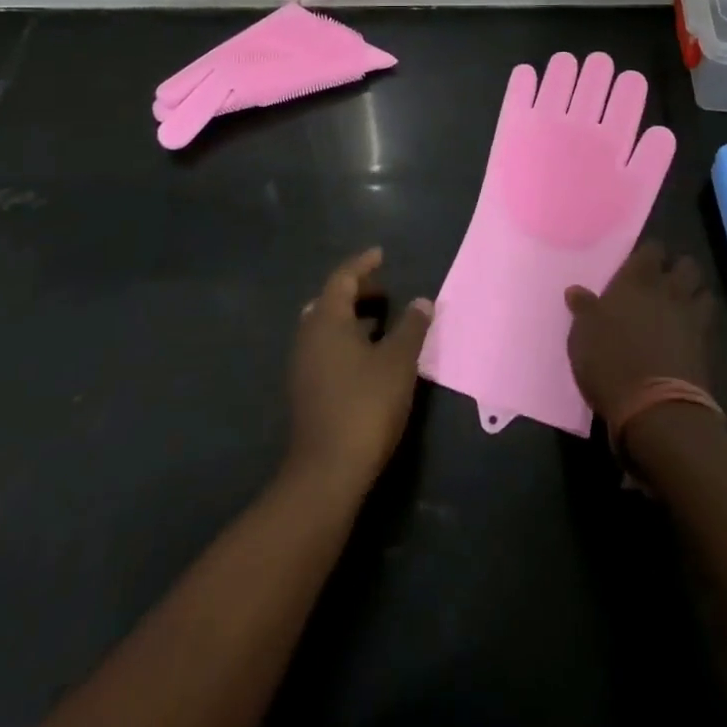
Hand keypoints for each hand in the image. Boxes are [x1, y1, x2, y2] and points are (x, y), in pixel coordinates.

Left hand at [287, 248, 432, 498]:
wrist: (328, 471)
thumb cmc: (365, 404)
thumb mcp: (399, 361)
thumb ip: (412, 327)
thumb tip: (422, 302)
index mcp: (326, 321)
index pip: (342, 279)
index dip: (362, 265)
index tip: (381, 255)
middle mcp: (308, 337)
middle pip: (330, 301)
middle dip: (357, 293)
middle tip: (385, 292)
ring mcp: (303, 366)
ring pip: (326, 328)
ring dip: (352, 319)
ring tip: (382, 323)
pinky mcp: (306, 391)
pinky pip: (325, 350)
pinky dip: (346, 341)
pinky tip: (369, 358)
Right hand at [564, 240, 714, 420]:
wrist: (654, 407)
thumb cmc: (610, 361)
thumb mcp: (583, 334)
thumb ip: (584, 309)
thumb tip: (575, 290)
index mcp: (636, 280)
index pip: (652, 250)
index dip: (649, 253)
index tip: (641, 262)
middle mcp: (667, 290)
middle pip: (686, 265)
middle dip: (679, 269)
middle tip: (665, 281)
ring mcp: (690, 318)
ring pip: (704, 291)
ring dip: (696, 294)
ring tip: (683, 305)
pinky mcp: (706, 346)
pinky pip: (708, 323)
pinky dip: (702, 324)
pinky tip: (689, 333)